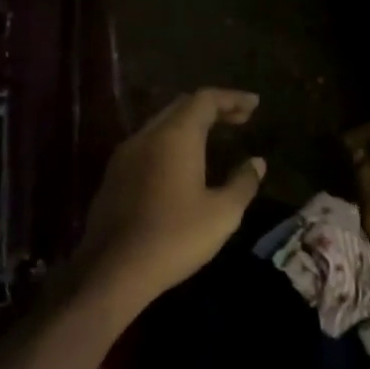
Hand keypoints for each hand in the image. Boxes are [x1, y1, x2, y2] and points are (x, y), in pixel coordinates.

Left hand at [76, 88, 265, 309]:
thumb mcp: (222, 214)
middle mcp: (146, 136)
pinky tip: (180, 164)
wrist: (114, 269)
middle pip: (180, 107)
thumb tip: (257, 163)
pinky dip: (170, 143)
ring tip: (213, 137)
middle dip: (211, 108)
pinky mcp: (112, 177)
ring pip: (160, 125)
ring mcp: (124, 156)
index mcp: (175, 137)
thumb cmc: (175, 237)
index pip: (205, 100)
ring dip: (188, 124)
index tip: (254, 104)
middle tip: (239, 118)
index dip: (232, 98)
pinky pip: (146, 145)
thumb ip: (243, 183)